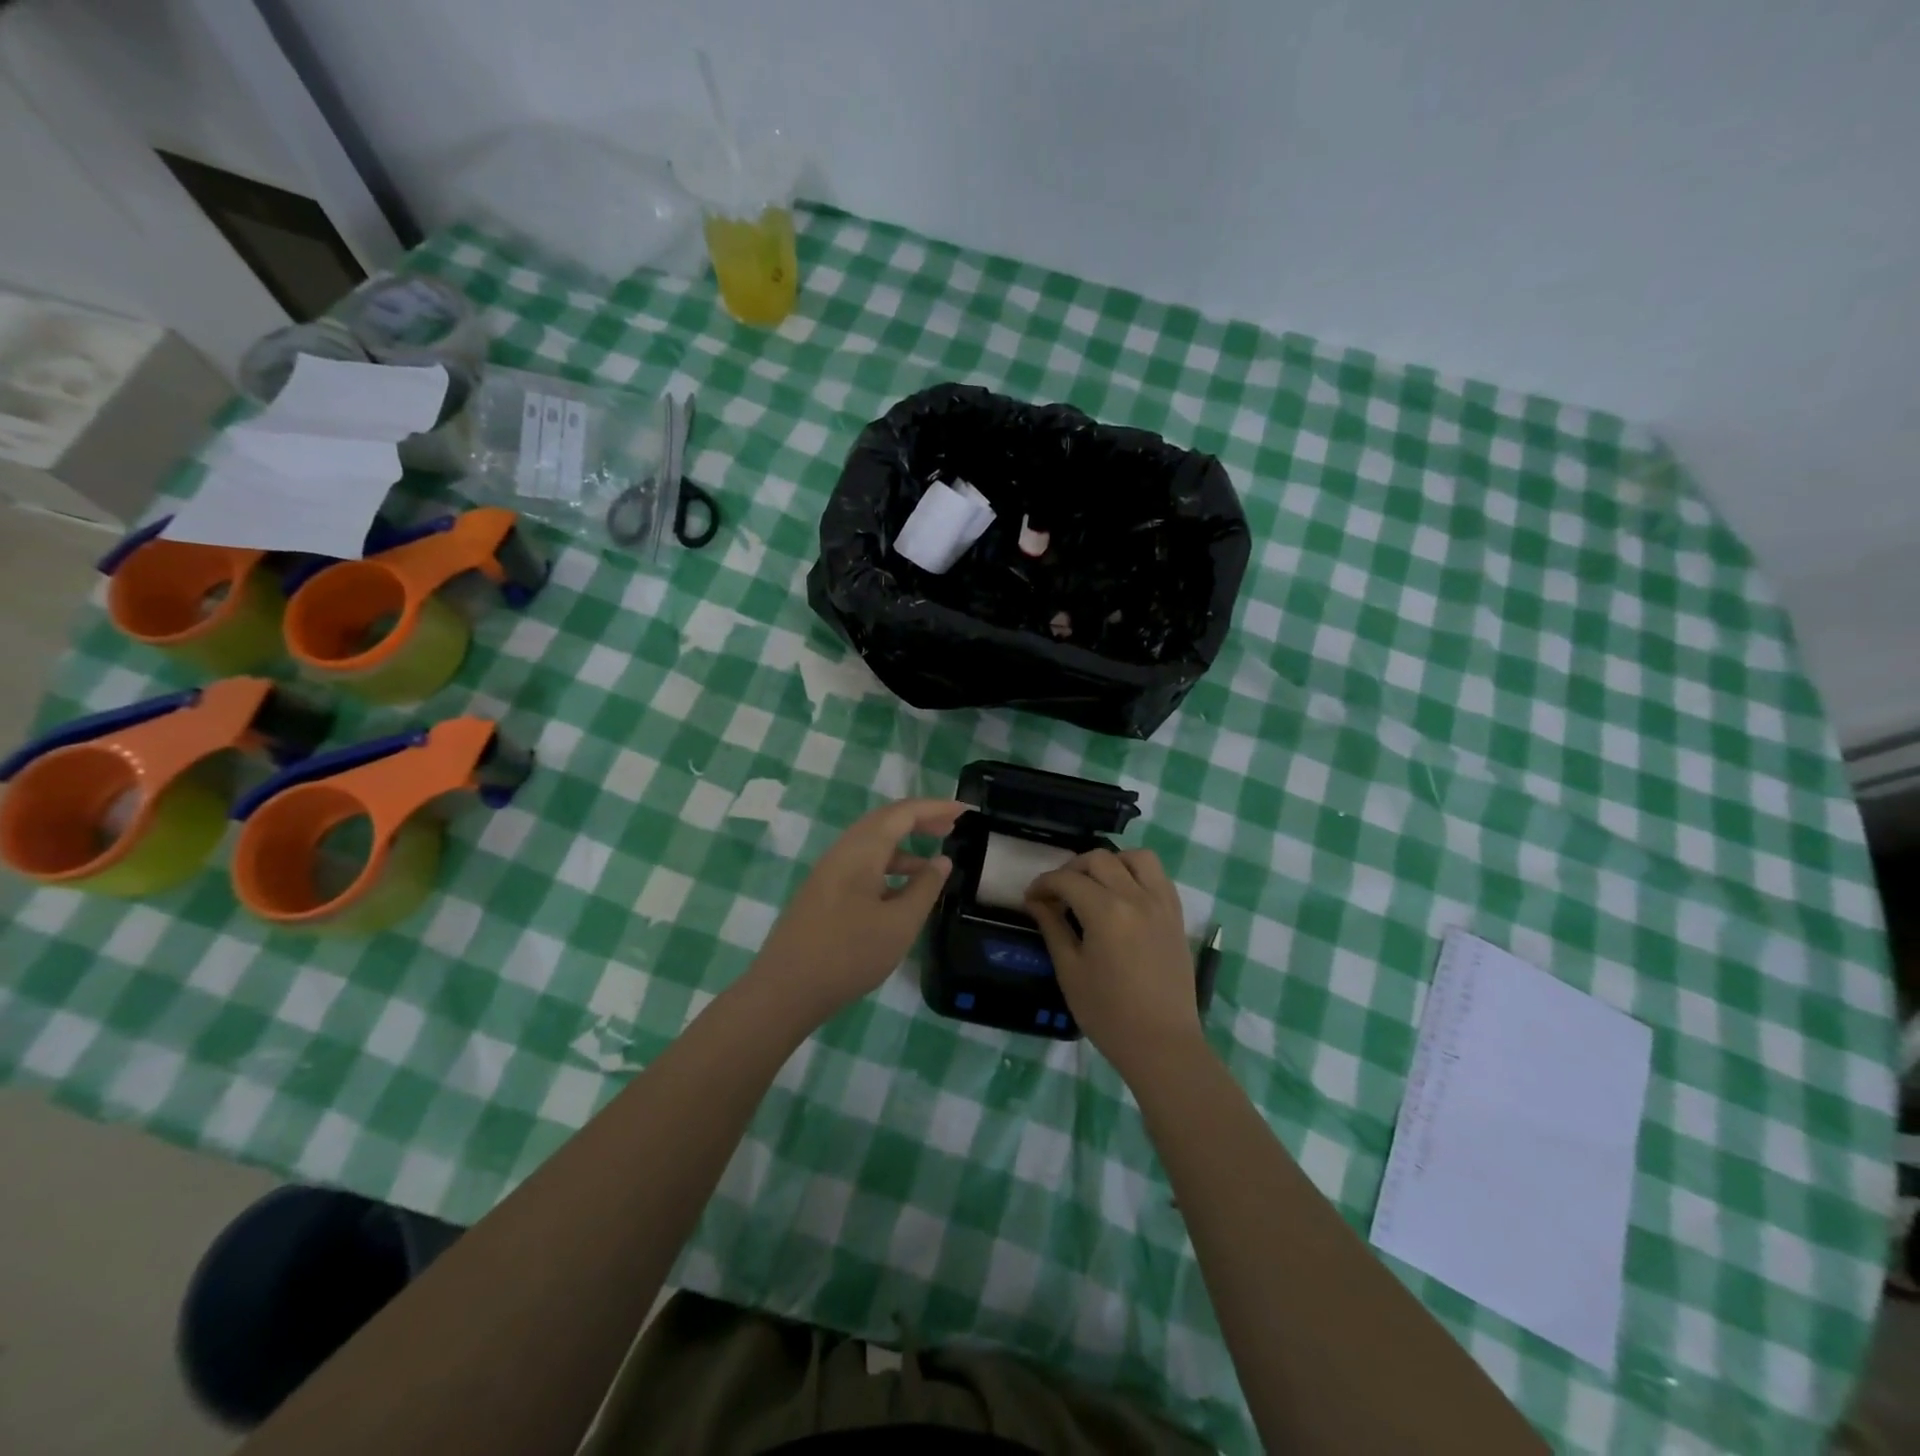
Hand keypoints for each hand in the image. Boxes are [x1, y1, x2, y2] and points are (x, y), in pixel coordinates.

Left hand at [747, 797, 962, 1022]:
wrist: (784, 990)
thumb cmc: (848, 954)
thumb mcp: (899, 924)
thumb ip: (925, 888)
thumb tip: (942, 861)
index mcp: (861, 850)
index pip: (903, 813)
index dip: (936, 808)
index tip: (965, 810)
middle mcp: (842, 851)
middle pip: (885, 821)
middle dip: (920, 820)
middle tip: (952, 827)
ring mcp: (829, 872)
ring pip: (872, 844)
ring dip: (904, 846)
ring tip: (934, 863)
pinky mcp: (823, 892)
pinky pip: (862, 864)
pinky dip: (888, 866)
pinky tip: (902, 891)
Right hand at [1025, 848, 1201, 1078]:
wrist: (1162, 1044)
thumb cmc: (1108, 1013)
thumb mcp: (1070, 971)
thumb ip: (1052, 928)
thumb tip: (1036, 901)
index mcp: (1106, 911)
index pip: (1067, 880)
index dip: (1044, 884)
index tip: (1031, 898)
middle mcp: (1136, 897)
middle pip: (1099, 859)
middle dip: (1071, 869)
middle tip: (1057, 893)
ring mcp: (1161, 904)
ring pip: (1136, 857)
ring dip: (1111, 862)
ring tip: (1095, 884)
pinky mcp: (1176, 915)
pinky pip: (1159, 877)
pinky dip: (1137, 874)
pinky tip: (1123, 895)